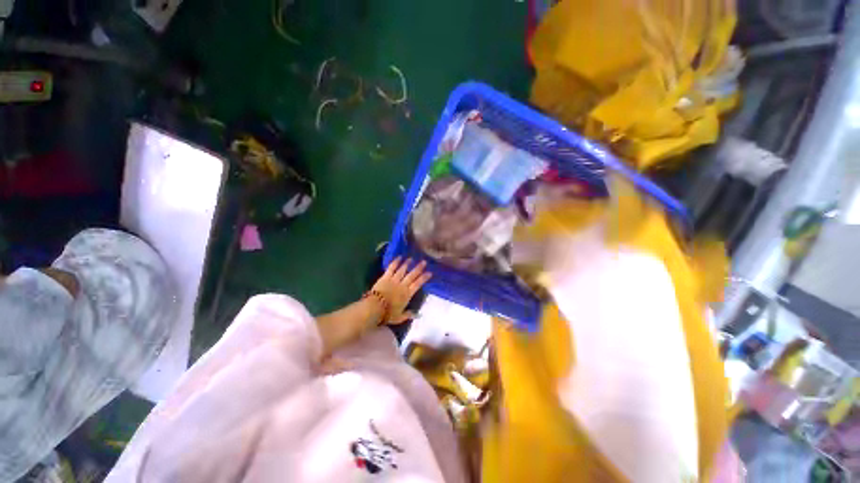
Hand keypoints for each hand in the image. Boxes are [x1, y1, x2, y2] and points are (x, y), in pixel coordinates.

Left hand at [372, 257, 431, 324]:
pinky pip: (391, 268)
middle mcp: (402, 285)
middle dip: (418, 268)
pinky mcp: (385, 277)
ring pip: (402, 270)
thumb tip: (416, 315)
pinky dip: (395, 262)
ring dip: (407, 263)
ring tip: (411, 258)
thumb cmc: (387, 314)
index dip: (424, 278)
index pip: (418, 284)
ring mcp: (394, 280)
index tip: (429, 272)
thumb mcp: (399, 317)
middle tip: (424, 262)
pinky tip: (399, 257)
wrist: (375, 308)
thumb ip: (408, 315)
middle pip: (412, 275)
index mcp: (407, 294)